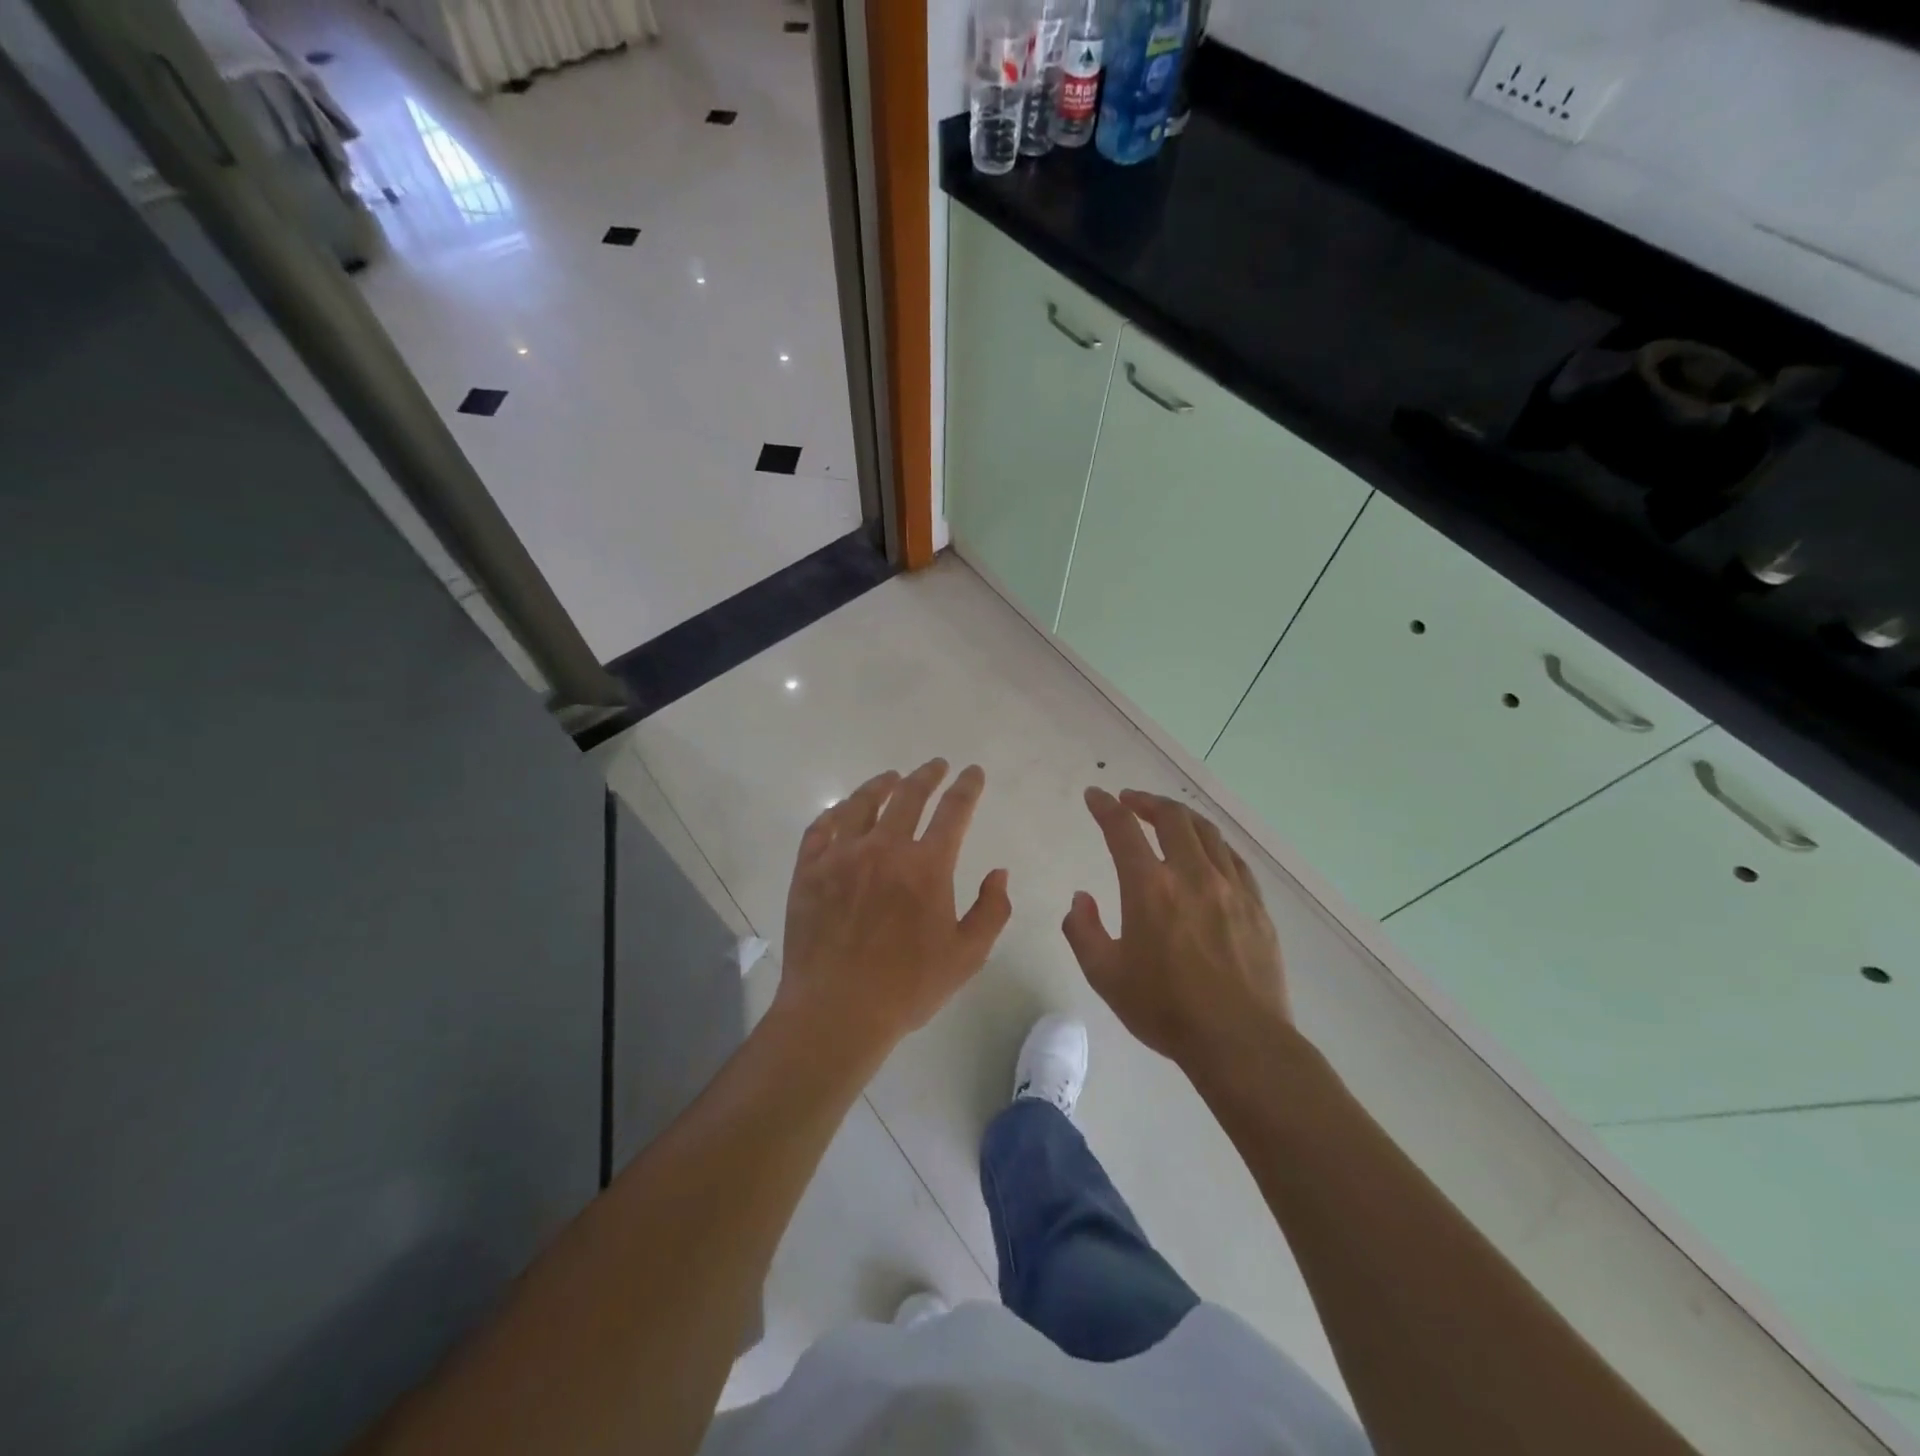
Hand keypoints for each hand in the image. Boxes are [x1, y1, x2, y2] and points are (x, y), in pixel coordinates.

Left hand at [774, 759, 1011, 1062]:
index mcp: (927, 866)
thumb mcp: (967, 956)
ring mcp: (841, 856)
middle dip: (927, 775)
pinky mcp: (809, 870)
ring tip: (890, 777)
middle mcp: (884, 849)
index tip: (973, 772)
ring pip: (861, 803)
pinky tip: (842, 810)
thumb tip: (999, 873)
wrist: (836, 1011)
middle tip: (936, 765)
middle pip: (908, 796)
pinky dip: (835, 813)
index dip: (967, 787)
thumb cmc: (907, 987)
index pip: (954, 811)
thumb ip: (992, 911)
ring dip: (880, 785)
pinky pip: (820, 828)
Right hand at [1064, 788, 1290, 1068]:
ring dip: (1182, 816)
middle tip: (1131, 801)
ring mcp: (1230, 888)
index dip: (1105, 807)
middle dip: (1146, 801)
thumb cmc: (1165, 1010)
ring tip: (1168, 817)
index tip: (1095, 796)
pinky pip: (1234, 859)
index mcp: (1150, 888)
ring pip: (1207, 832)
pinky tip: (1208, 851)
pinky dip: (1213, 844)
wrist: (1239, 1040)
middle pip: (1172, 818)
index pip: (1122, 830)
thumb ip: (1082, 931)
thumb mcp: (1105, 976)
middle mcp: (1192, 875)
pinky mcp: (1256, 906)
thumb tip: (1081, 899)